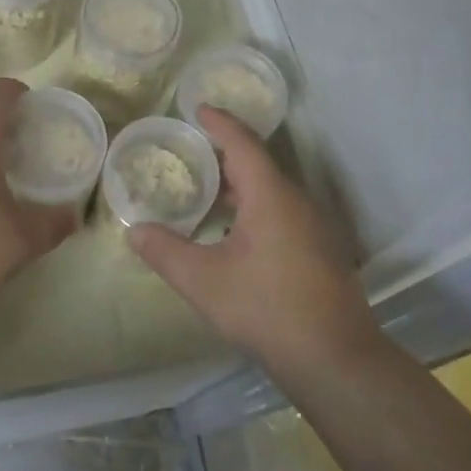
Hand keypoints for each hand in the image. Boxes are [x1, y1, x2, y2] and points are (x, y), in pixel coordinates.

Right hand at [130, 107, 377, 374]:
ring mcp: (313, 228)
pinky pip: (282, 213)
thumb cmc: (267, 309)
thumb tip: (134, 230)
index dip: (219, 122)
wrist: (337, 362)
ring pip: (271, 192)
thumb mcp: (204, 281)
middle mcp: (296, 201)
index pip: (242, 142)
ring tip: (207, 191)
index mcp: (270, 195)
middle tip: (191, 152)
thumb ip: (165, 252)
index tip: (198, 108)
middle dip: (224, 154)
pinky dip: (254, 208)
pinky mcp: (321, 252)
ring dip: (240, 186)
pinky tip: (235, 234)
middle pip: (257, 164)